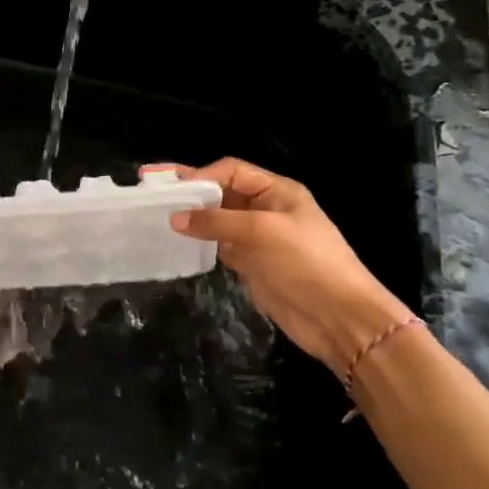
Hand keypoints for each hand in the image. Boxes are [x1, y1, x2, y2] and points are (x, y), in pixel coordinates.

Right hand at [154, 159, 411, 373]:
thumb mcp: (261, 232)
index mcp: (277, 192)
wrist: (338, 317)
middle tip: (151, 187)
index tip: (170, 187)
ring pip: (216, 219)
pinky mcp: (251, 264)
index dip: (201, 175)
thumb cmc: (305, 262)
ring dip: (190, 216)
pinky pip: (218, 245)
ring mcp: (257, 238)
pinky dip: (199, 241)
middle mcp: (265, 210)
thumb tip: (175, 218)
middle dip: (189, 190)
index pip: (231, 171)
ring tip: (156, 215)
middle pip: (221, 192)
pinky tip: (176, 242)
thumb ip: (216, 221)